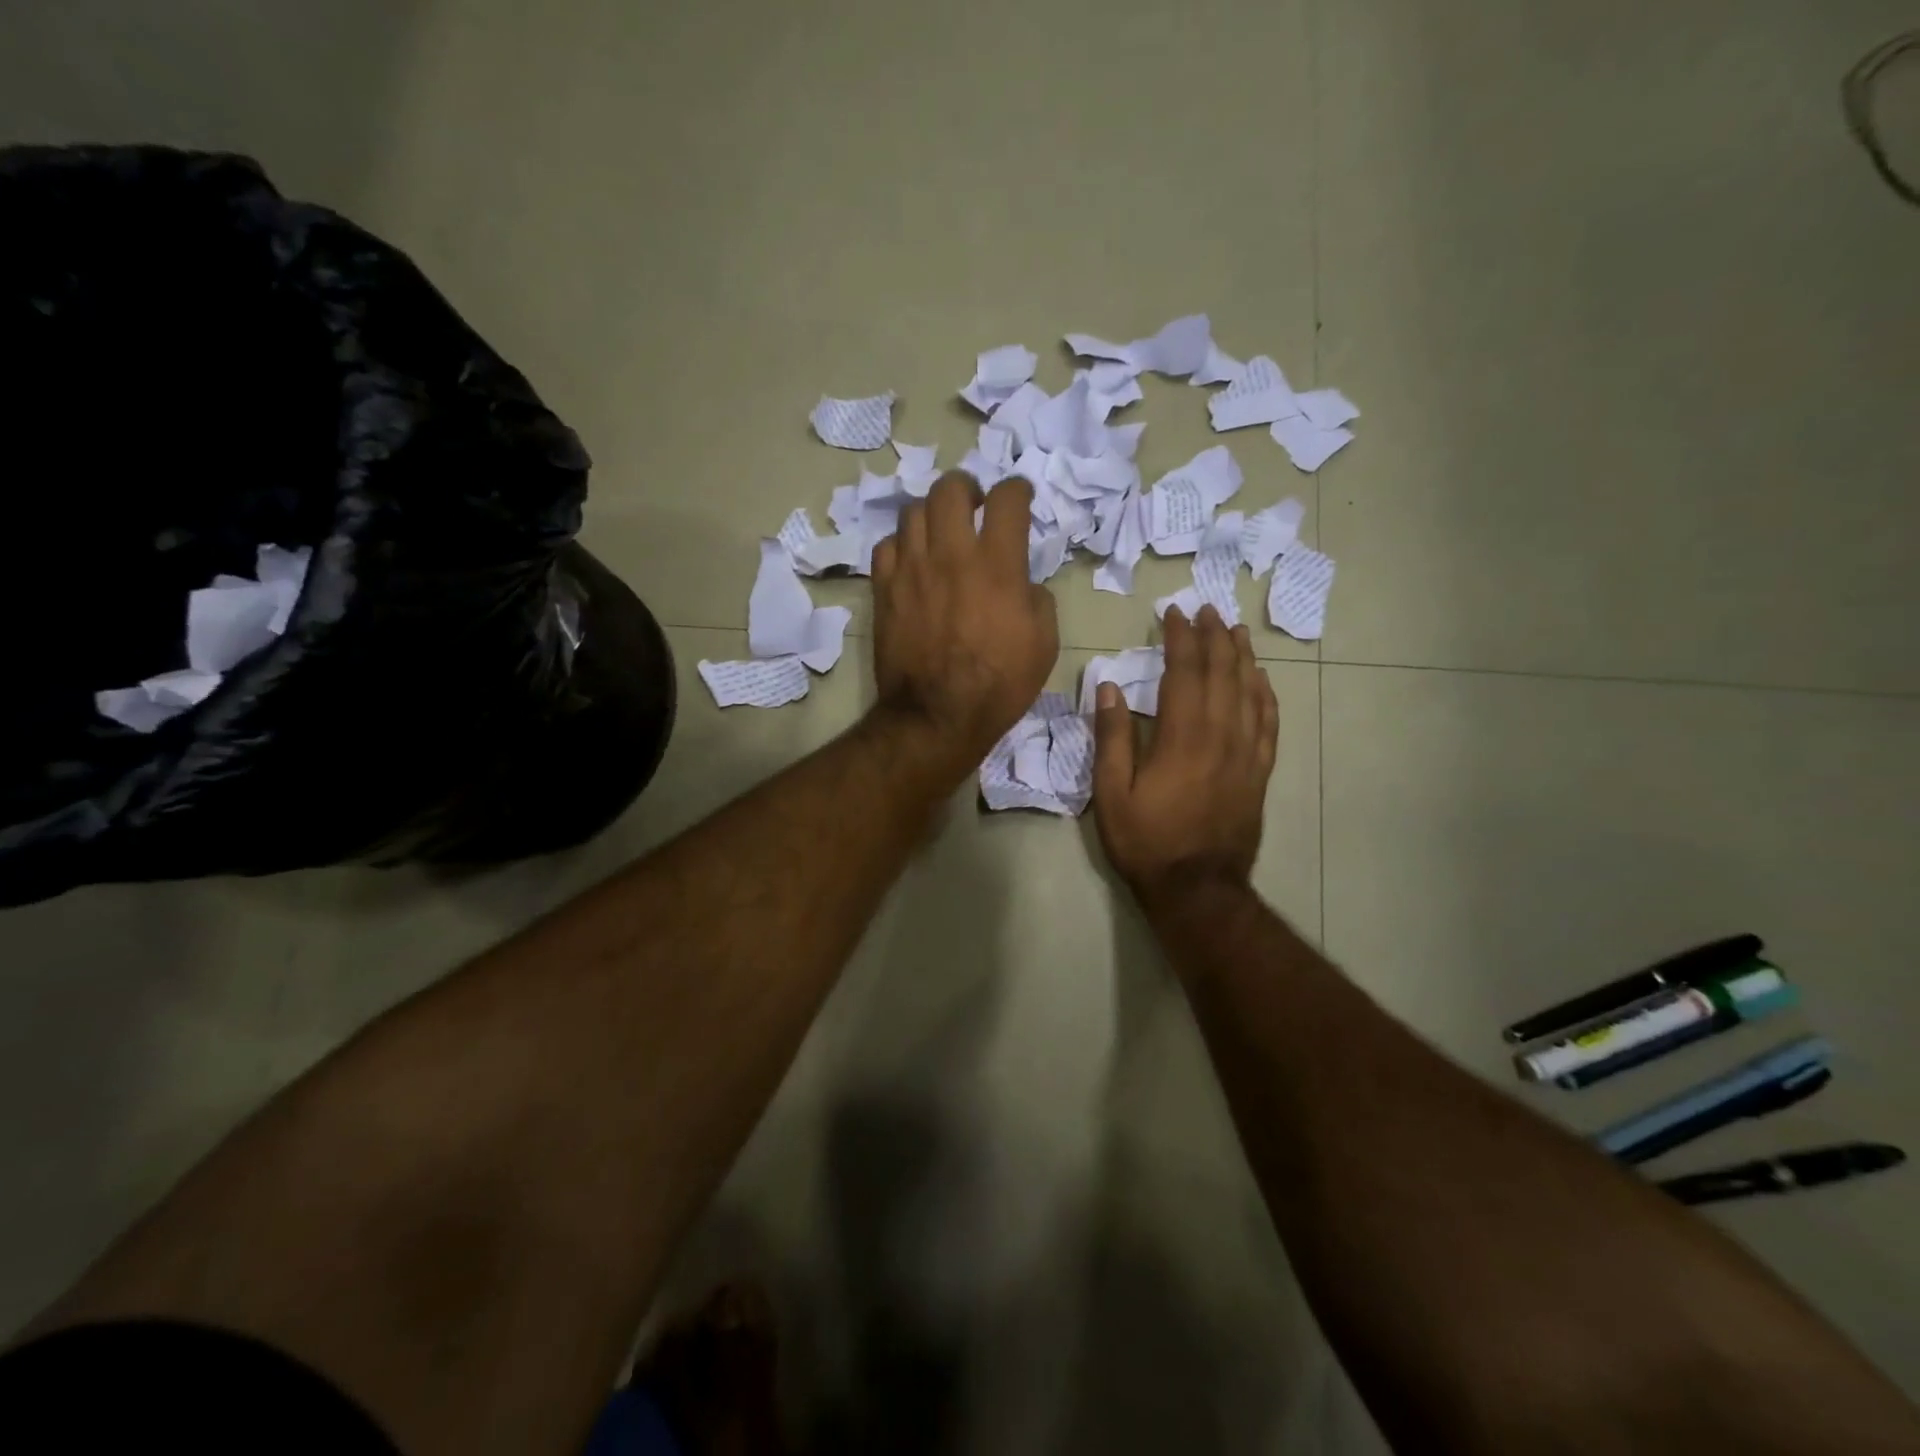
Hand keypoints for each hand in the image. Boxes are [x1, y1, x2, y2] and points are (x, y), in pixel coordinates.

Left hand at [871, 471, 1059, 779]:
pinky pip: (887, 546)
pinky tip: (913, 561)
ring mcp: (912, 571)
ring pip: (914, 512)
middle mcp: (951, 555)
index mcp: (997, 565)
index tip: (1020, 498)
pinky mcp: (884, 591)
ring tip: (941, 532)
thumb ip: (1037, 599)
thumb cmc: (999, 685)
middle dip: (967, 487)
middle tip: (975, 504)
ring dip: (933, 515)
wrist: (937, 716)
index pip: (1007, 499)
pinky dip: (903, 545)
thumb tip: (1022, 583)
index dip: (1018, 489)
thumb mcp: (1044, 644)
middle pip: (950, 489)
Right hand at [1093, 606, 1276, 903]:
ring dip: (1243, 657)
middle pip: (1222, 673)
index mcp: (1182, 736)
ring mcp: (1246, 753)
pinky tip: (1262, 681)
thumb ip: (1111, 737)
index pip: (1185, 671)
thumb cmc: (1146, 841)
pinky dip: (1266, 695)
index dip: (1181, 638)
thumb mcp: (1111, 793)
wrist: (1197, 889)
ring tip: (1236, 631)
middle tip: (1207, 609)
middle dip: (1214, 636)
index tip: (1174, 613)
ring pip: (1250, 692)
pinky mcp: (1259, 773)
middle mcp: (1220, 735)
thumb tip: (1110, 686)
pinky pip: (1269, 723)